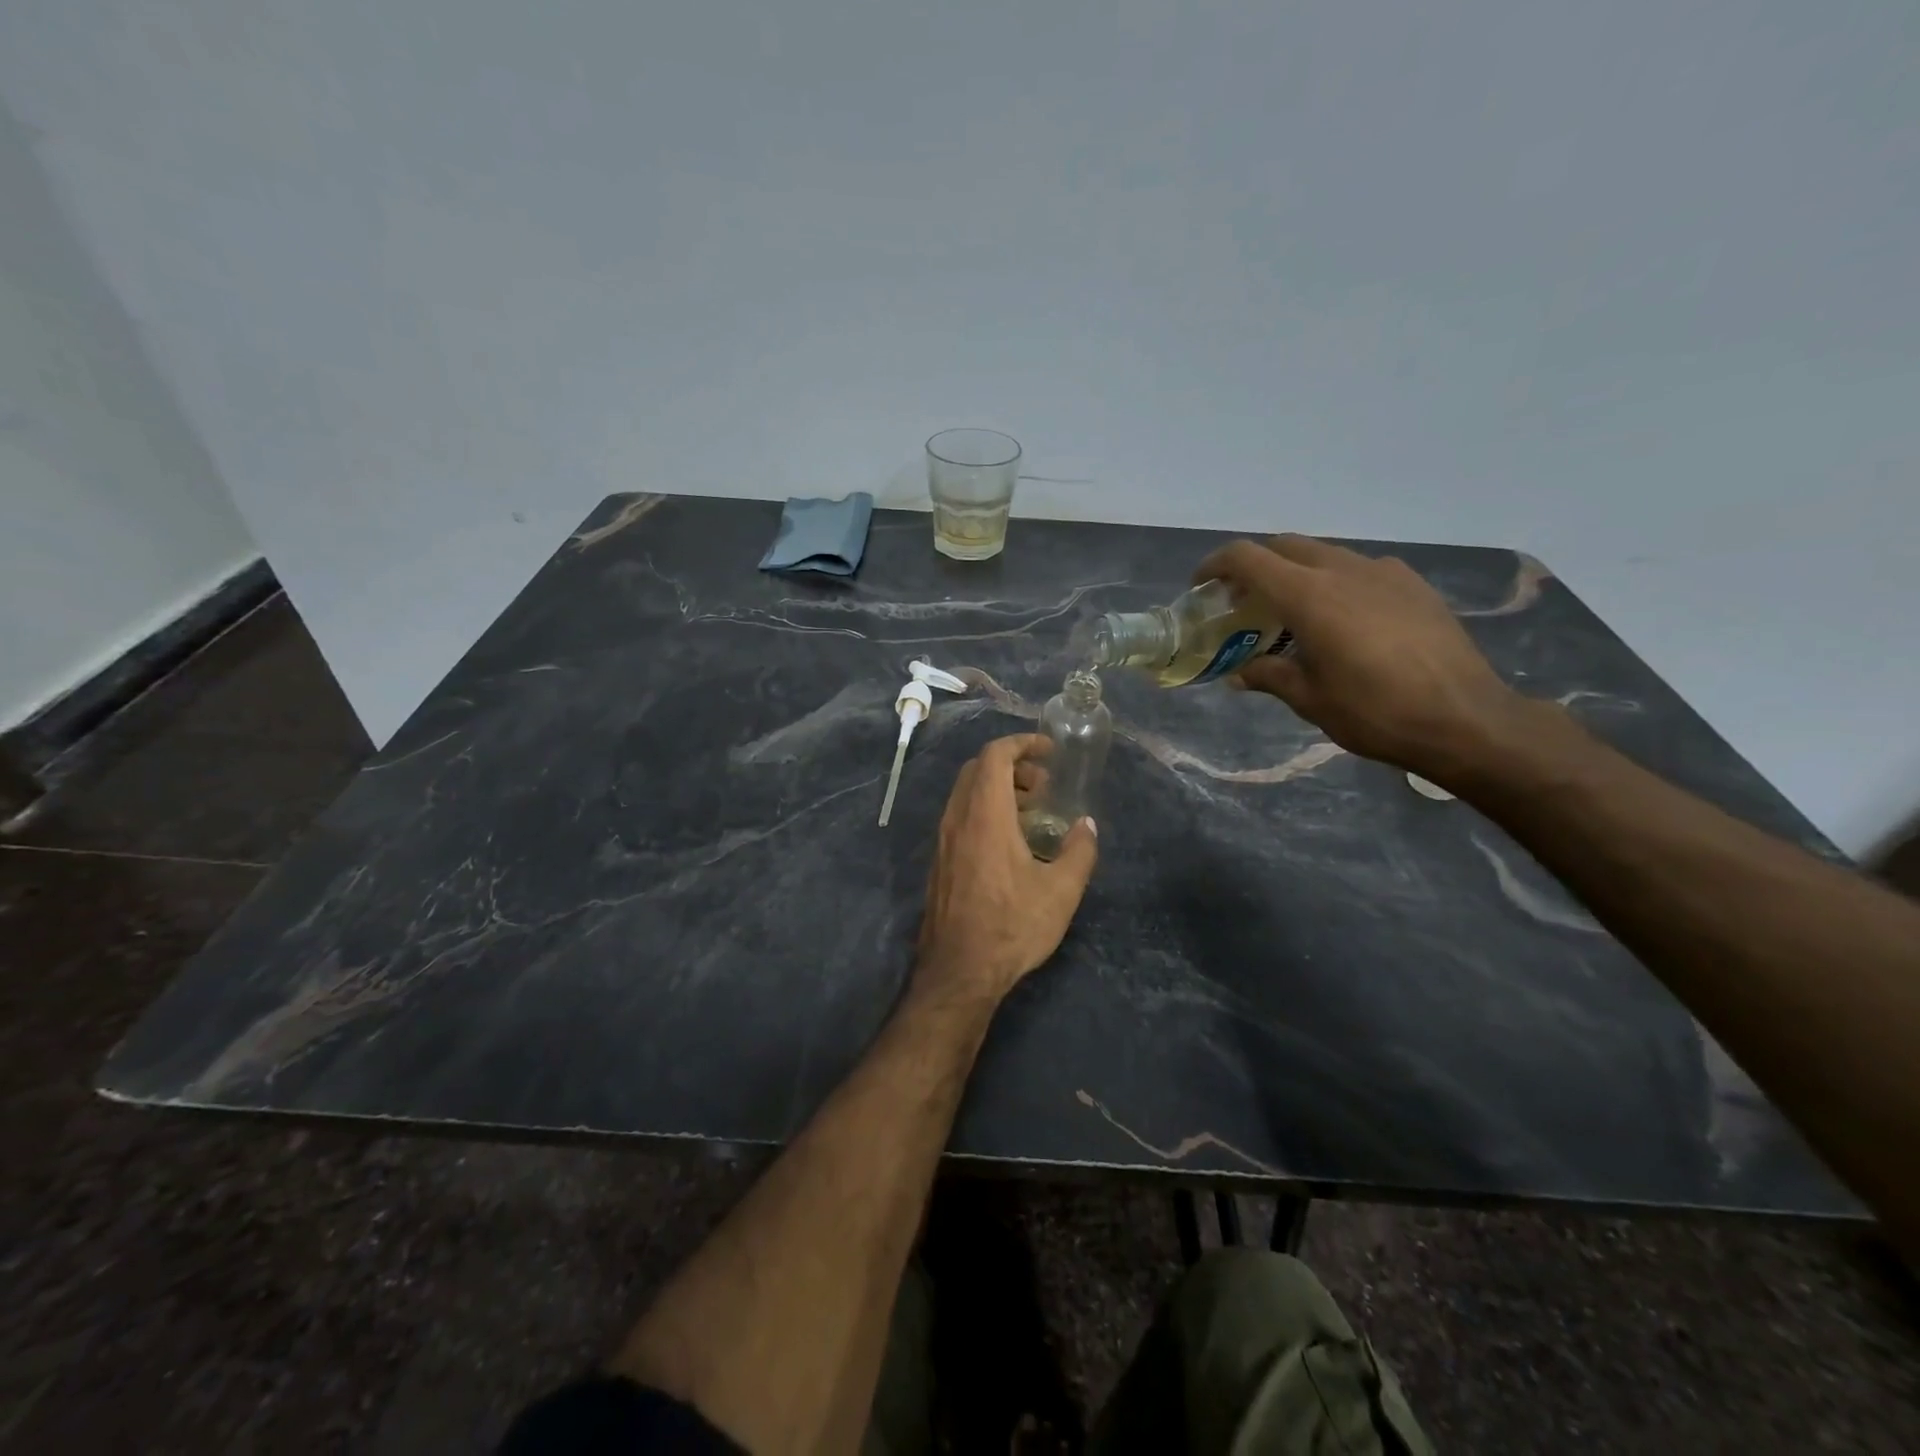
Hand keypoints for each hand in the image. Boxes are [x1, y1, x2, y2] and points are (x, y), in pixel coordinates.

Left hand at [915, 735, 1097, 1005]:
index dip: (1022, 743)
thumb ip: (1079, 851)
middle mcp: (957, 818)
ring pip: (966, 793)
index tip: (1049, 750)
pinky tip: (1010, 841)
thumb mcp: (1061, 891)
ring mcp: (943, 840)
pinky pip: (960, 815)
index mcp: (985, 815)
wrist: (958, 970)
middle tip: (1044, 785)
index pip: (995, 755)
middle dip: (1013, 765)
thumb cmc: (1012, 926)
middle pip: (978, 769)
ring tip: (1032, 812)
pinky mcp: (939, 860)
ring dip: (998, 789)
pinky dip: (985, 810)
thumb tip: (1086, 826)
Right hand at [1195, 534, 1522, 776]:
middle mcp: (1344, 571)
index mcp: (1310, 597)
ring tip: (1293, 613)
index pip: (1249, 558)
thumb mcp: (1310, 700)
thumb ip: (1269, 676)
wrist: (1466, 719)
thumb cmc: (1375, 713)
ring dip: (1296, 573)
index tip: (1202, 585)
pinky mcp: (1413, 584)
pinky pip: (1360, 568)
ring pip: (1324, 554)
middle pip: (1285, 546)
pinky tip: (1344, 619)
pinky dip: (1335, 582)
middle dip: (1256, 566)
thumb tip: (1240, 674)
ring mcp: (1384, 572)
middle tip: (1243, 602)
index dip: (1217, 565)